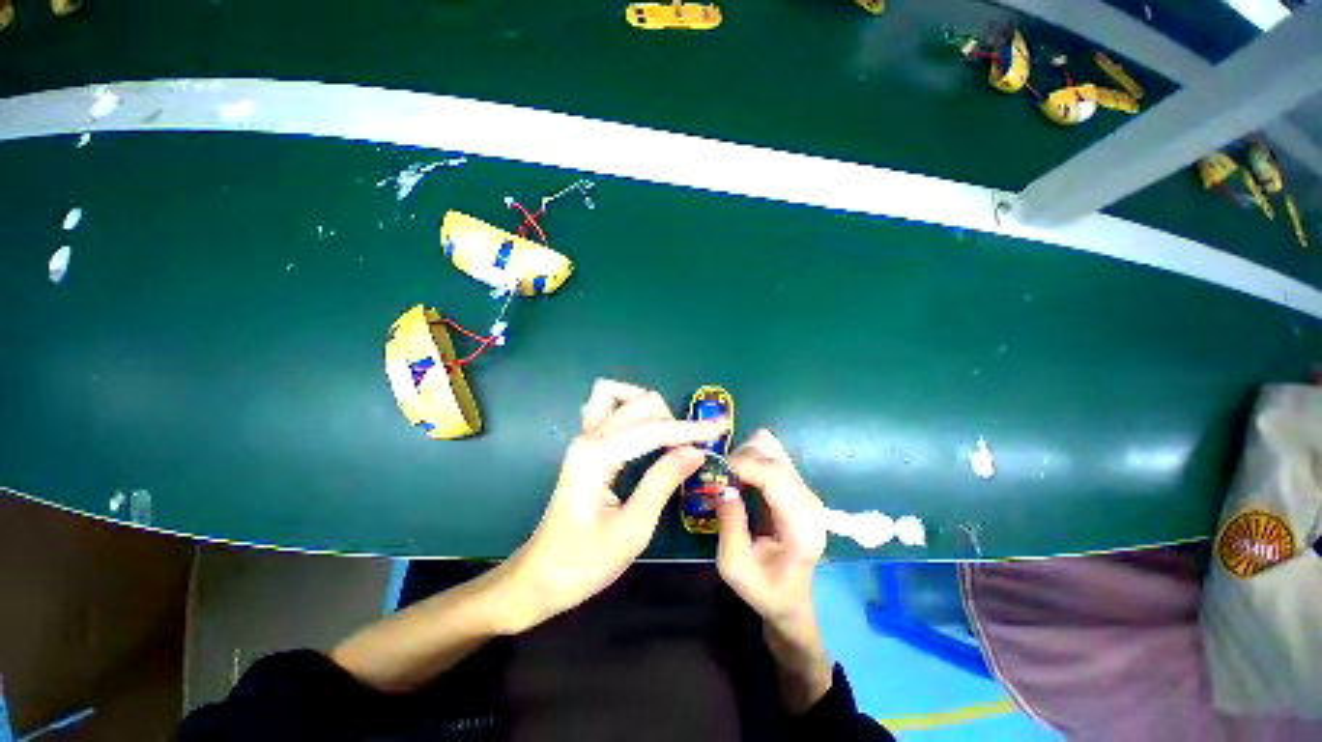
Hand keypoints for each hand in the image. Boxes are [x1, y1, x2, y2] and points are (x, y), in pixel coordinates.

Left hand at [504, 379, 726, 631]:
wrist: (540, 577)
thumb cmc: (584, 563)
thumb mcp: (633, 529)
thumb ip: (664, 481)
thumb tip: (696, 451)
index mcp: (597, 456)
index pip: (654, 429)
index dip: (690, 429)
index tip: (721, 427)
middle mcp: (588, 437)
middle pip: (639, 404)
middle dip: (672, 419)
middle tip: (696, 445)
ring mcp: (582, 439)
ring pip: (616, 395)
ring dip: (647, 407)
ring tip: (667, 435)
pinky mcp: (584, 447)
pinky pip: (605, 409)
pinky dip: (628, 410)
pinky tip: (641, 431)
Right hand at [716, 429, 831, 712]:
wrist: (791, 598)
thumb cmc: (764, 588)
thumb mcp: (735, 566)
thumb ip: (729, 525)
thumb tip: (723, 487)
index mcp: (800, 524)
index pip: (775, 476)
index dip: (743, 464)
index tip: (717, 472)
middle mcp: (808, 499)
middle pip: (771, 453)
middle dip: (740, 459)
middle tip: (721, 481)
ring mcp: (804, 488)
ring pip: (770, 447)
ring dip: (745, 455)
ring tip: (731, 479)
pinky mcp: (795, 483)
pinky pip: (770, 453)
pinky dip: (750, 457)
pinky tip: (741, 478)